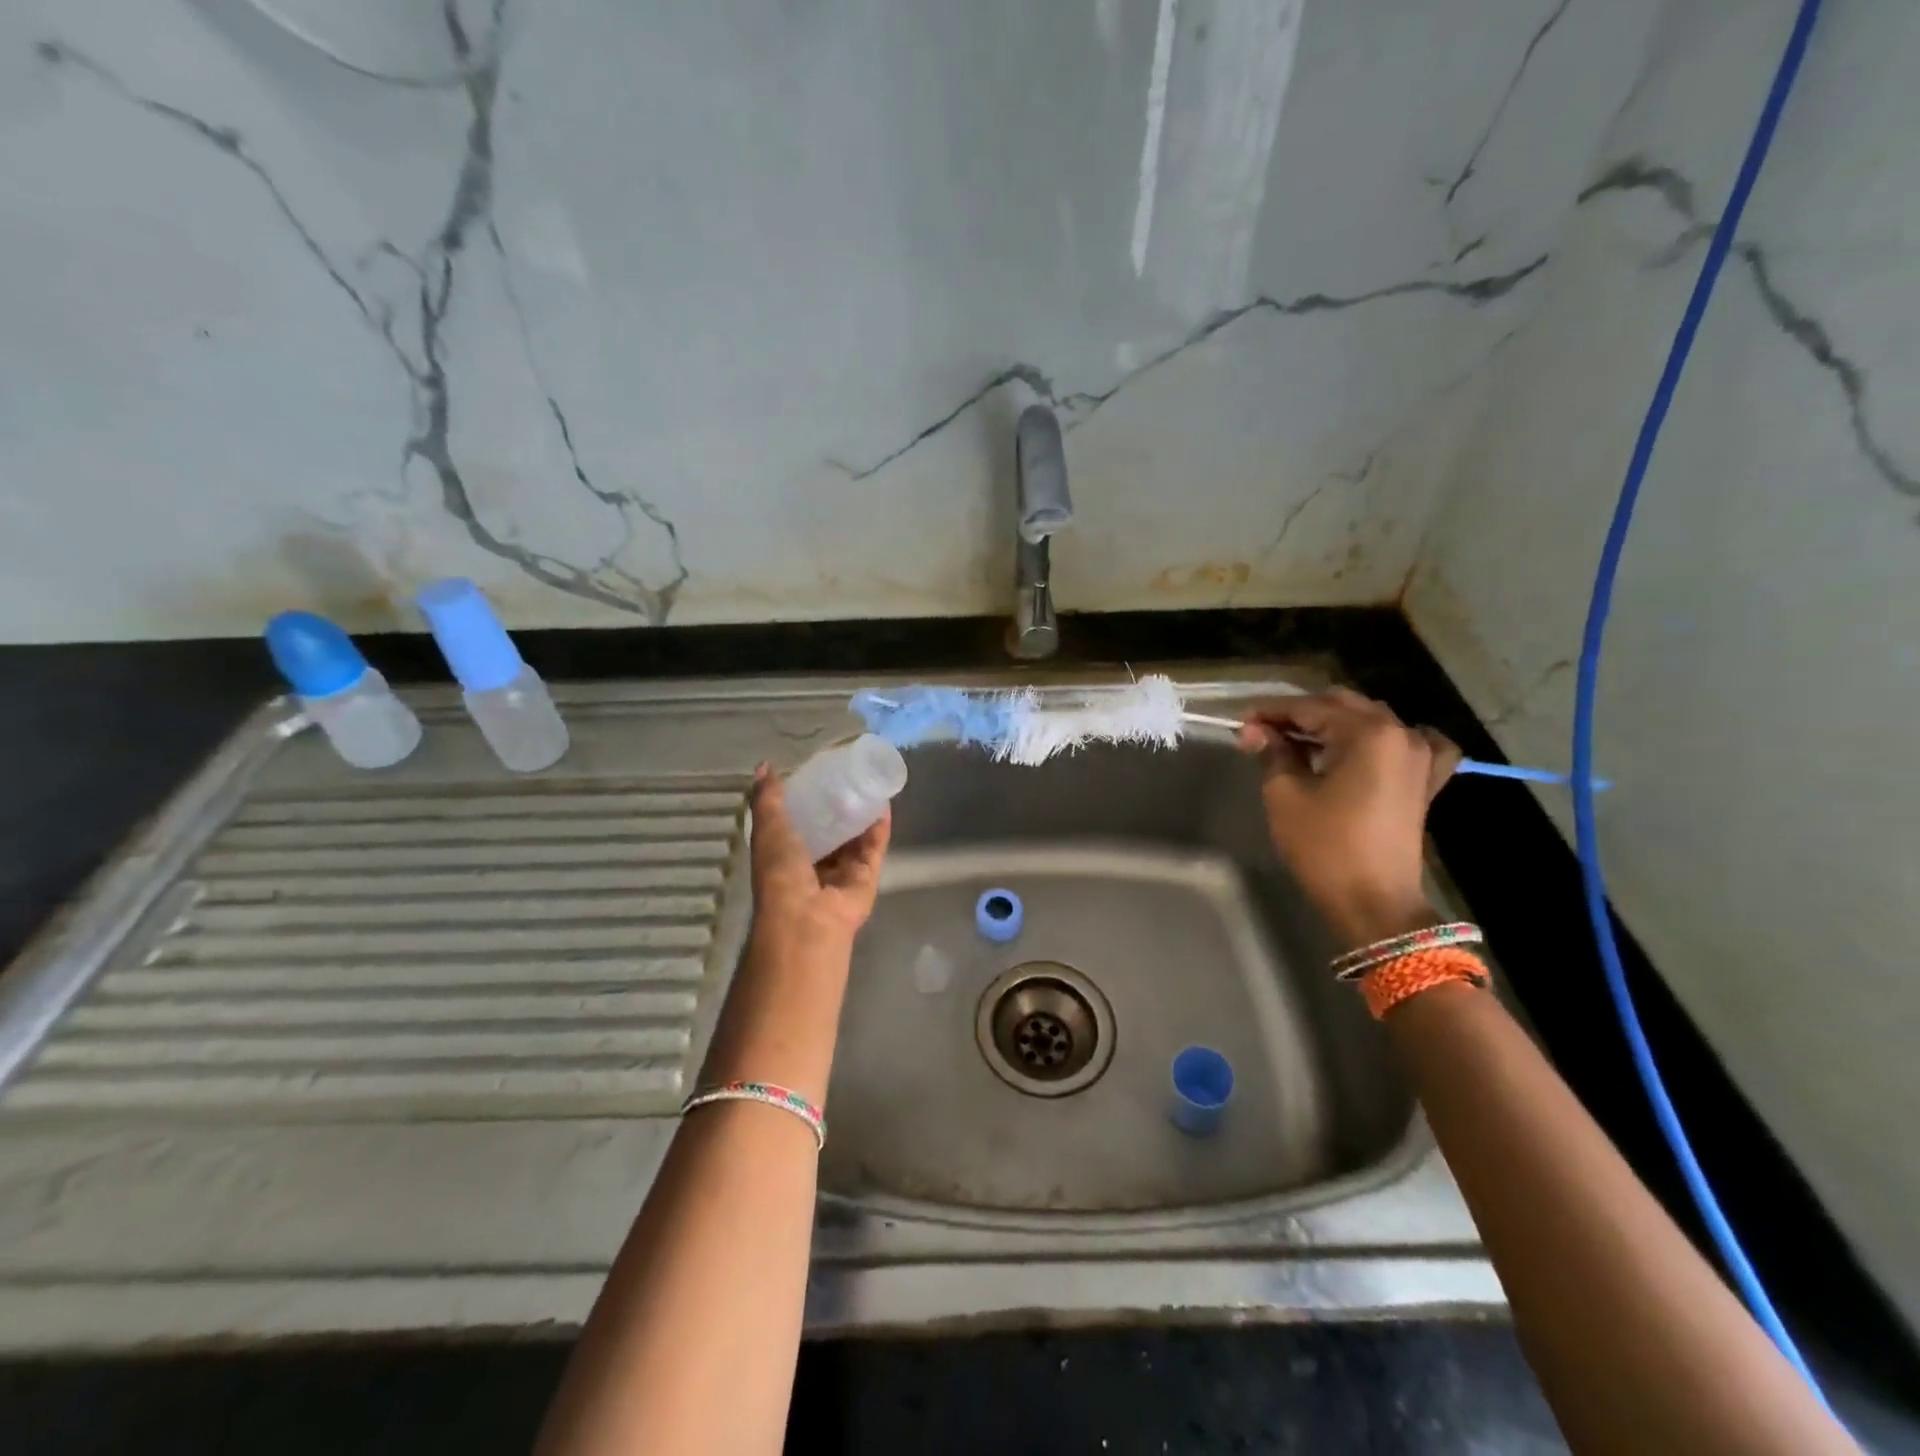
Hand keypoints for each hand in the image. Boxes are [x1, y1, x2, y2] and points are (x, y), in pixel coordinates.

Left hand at [747, 762, 890, 952]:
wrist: (807, 918)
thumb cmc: (780, 873)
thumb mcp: (768, 829)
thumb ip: (768, 799)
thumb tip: (764, 766)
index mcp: (785, 855)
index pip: (797, 824)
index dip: (806, 800)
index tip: (816, 773)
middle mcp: (814, 865)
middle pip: (830, 831)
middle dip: (838, 806)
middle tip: (848, 774)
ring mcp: (842, 872)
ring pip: (855, 838)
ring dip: (862, 814)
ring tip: (870, 782)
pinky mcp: (867, 876)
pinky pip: (875, 847)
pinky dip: (879, 827)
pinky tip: (884, 802)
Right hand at [1235, 689, 1459, 950]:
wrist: (1373, 903)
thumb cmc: (1325, 846)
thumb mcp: (1286, 795)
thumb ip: (1272, 753)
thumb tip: (1254, 730)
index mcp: (1366, 733)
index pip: (1309, 707)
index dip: (1271, 711)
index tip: (1240, 721)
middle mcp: (1400, 733)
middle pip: (1341, 706)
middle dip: (1300, 714)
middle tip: (1263, 731)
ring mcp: (1420, 757)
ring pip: (1371, 720)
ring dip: (1334, 723)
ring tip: (1299, 741)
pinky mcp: (1426, 781)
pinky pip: (1413, 743)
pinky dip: (1387, 739)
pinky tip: (1371, 746)